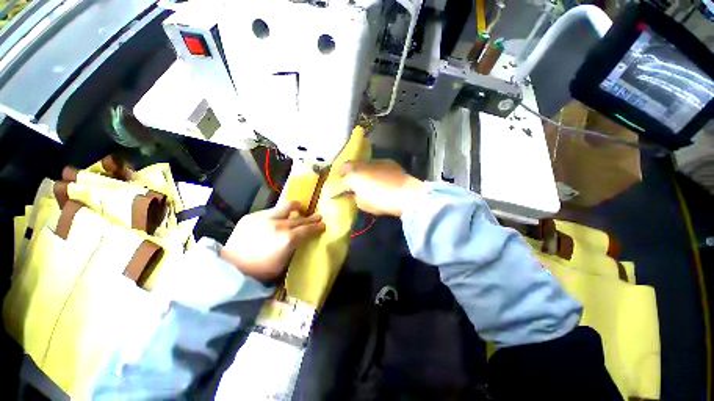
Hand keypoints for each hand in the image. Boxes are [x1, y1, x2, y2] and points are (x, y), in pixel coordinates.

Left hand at [221, 202, 325, 280]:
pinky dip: (279, 214)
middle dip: (311, 218)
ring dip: (296, 207)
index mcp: (287, 239)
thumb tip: (303, 237)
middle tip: (318, 217)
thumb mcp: (284, 263)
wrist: (231, 267)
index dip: (317, 227)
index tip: (323, 225)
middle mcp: (278, 225)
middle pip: (300, 218)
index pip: (307, 229)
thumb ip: (295, 246)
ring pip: (287, 207)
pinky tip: (279, 218)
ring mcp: (264, 218)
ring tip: (300, 208)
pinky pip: (271, 211)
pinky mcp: (252, 216)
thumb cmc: (261, 270)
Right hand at [332, 159, 423, 216]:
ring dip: (360, 170)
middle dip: (346, 173)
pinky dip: (373, 170)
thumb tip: (352, 194)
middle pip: (350, 166)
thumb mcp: (363, 204)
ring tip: (363, 179)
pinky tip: (377, 177)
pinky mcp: (388, 162)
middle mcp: (363, 164)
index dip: (337, 184)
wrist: (406, 194)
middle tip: (347, 181)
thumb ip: (354, 197)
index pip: (340, 179)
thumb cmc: (381, 201)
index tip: (336, 189)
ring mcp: (376, 161)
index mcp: (354, 175)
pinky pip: (375, 164)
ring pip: (363, 164)